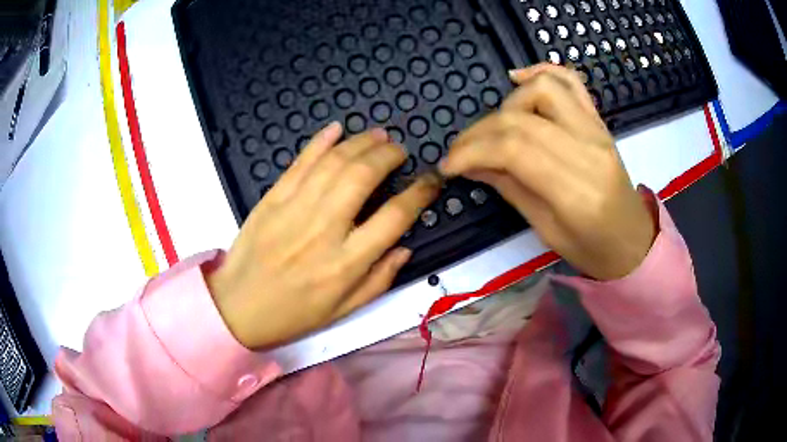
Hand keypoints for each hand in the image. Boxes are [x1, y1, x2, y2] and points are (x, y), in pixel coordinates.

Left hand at [207, 123, 439, 348]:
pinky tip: (338, 129)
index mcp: (347, 263)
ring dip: (361, 142)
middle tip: (399, 151)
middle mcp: (324, 229)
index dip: (420, 192)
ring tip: (377, 136)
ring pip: (334, 162)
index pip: (395, 216)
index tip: (430, 180)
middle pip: (364, 176)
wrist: (238, 307)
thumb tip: (405, 247)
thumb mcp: (344, 310)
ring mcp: (294, 209)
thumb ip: (380, 279)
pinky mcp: (272, 198)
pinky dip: (320, 141)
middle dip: (388, 155)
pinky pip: (300, 162)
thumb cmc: (294, 314)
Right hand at [441, 64, 655, 279]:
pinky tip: (518, 78)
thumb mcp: (546, 230)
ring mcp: (597, 130)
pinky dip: (541, 70)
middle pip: (522, 119)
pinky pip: (571, 81)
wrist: (632, 240)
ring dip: (506, 103)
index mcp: (576, 190)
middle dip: (479, 132)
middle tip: (460, 151)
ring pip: (543, 89)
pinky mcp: (599, 120)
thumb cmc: (591, 248)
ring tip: (493, 127)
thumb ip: (510, 188)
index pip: (514, 150)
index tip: (449, 165)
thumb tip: (472, 163)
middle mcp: (589, 150)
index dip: (473, 151)